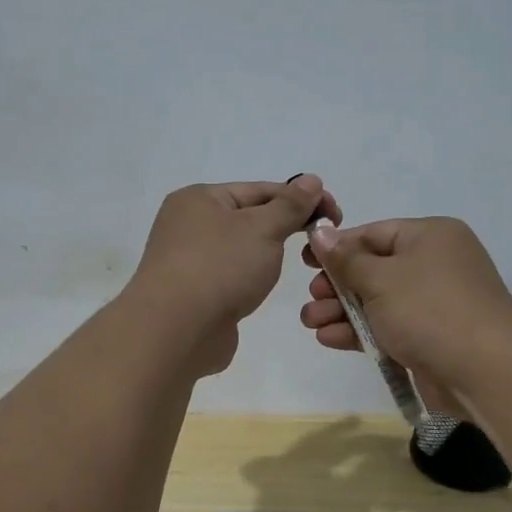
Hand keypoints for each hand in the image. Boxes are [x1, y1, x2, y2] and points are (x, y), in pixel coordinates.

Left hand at [127, 175, 341, 375]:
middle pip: (249, 218)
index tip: (335, 215)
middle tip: (321, 243)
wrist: (175, 331)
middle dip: (286, 227)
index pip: (261, 189)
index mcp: (200, 198)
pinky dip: (250, 279)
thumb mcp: (263, 228)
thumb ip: (290, 205)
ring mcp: (187, 260)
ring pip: (241, 249)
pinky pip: (230, 276)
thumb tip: (311, 180)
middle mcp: (188, 224)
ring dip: (268, 255)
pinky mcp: (193, 293)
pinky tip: (262, 289)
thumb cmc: (220, 267)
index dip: (301, 199)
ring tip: (296, 265)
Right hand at [298, 217, 511, 405]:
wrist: (486, 372)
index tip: (305, 262)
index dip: (337, 247)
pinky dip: (359, 331)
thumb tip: (320, 233)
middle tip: (312, 298)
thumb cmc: (430, 310)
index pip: (374, 233)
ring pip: (378, 301)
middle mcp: (435, 264)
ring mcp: (434, 304)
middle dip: (336, 285)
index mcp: (430, 236)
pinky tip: (329, 338)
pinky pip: (388, 327)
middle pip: (373, 268)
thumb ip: (345, 259)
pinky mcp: (430, 338)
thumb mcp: (381, 279)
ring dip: (341, 311)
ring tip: (311, 322)